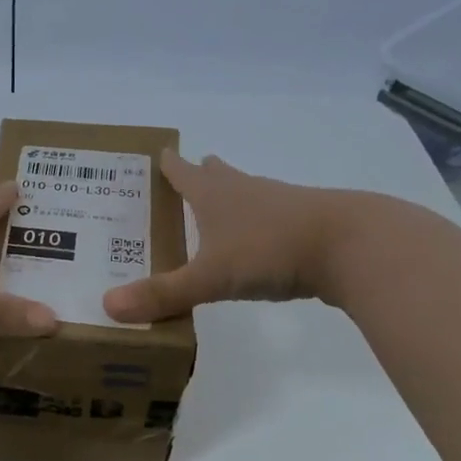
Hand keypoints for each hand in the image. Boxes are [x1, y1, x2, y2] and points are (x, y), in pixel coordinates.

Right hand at [103, 150, 379, 322]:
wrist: (353, 245)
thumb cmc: (271, 249)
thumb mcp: (210, 276)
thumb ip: (163, 294)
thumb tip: (107, 307)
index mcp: (214, 195)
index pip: (182, 172)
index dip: (168, 164)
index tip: (157, 152)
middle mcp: (245, 192)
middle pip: (217, 176)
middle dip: (199, 175)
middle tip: (183, 175)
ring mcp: (279, 205)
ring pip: (247, 194)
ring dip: (230, 197)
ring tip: (216, 208)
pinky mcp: (306, 226)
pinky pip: (270, 219)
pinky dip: (256, 224)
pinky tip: (257, 243)